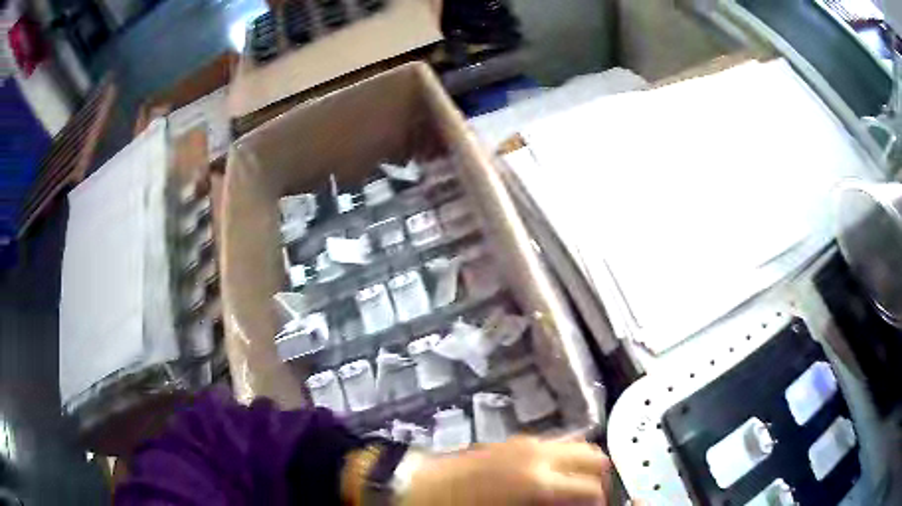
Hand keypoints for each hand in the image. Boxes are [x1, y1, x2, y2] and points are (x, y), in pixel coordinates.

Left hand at [402, 436, 611, 505]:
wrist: (421, 487)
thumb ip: (552, 504)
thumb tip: (573, 503)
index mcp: (539, 480)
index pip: (591, 486)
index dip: (601, 499)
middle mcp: (539, 454)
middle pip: (591, 454)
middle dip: (599, 476)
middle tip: (593, 495)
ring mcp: (525, 443)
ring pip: (574, 444)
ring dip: (581, 464)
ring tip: (575, 485)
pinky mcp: (512, 441)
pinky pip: (551, 444)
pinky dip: (562, 458)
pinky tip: (551, 477)